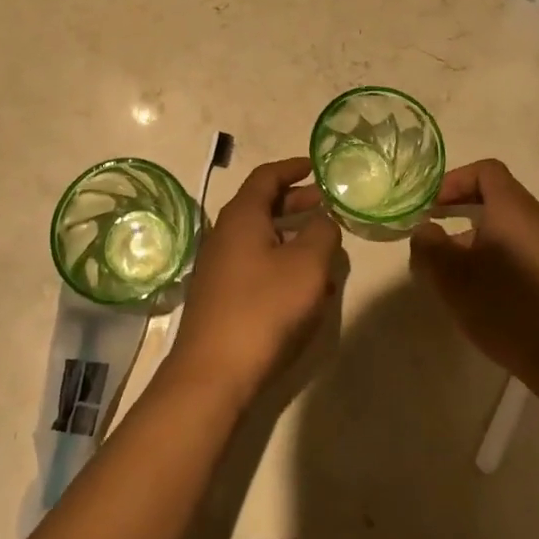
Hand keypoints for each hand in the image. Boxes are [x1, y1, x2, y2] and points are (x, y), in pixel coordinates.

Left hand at [168, 157, 340, 402]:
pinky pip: (256, 266)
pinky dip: (281, 264)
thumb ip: (322, 234)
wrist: (214, 373)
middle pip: (262, 206)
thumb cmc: (264, 308)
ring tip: (325, 248)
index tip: (316, 166)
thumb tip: (323, 220)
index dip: (293, 168)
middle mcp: (225, 234)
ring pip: (261, 239)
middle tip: (325, 204)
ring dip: (292, 237)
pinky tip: (306, 288)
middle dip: (295, 202)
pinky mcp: (221, 296)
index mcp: (242, 216)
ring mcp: (219, 267)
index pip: (267, 176)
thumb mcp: (307, 265)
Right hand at [409, 160, 538, 395]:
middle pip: (497, 195)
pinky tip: (480, 286)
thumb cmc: (504, 307)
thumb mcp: (451, 276)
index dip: (454, 181)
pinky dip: (495, 251)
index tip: (432, 206)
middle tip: (435, 231)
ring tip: (452, 266)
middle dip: (461, 208)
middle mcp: (538, 218)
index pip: (485, 171)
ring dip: (475, 234)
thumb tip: (426, 230)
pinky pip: (521, 245)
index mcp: (514, 209)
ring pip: (507, 223)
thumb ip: (429, 245)